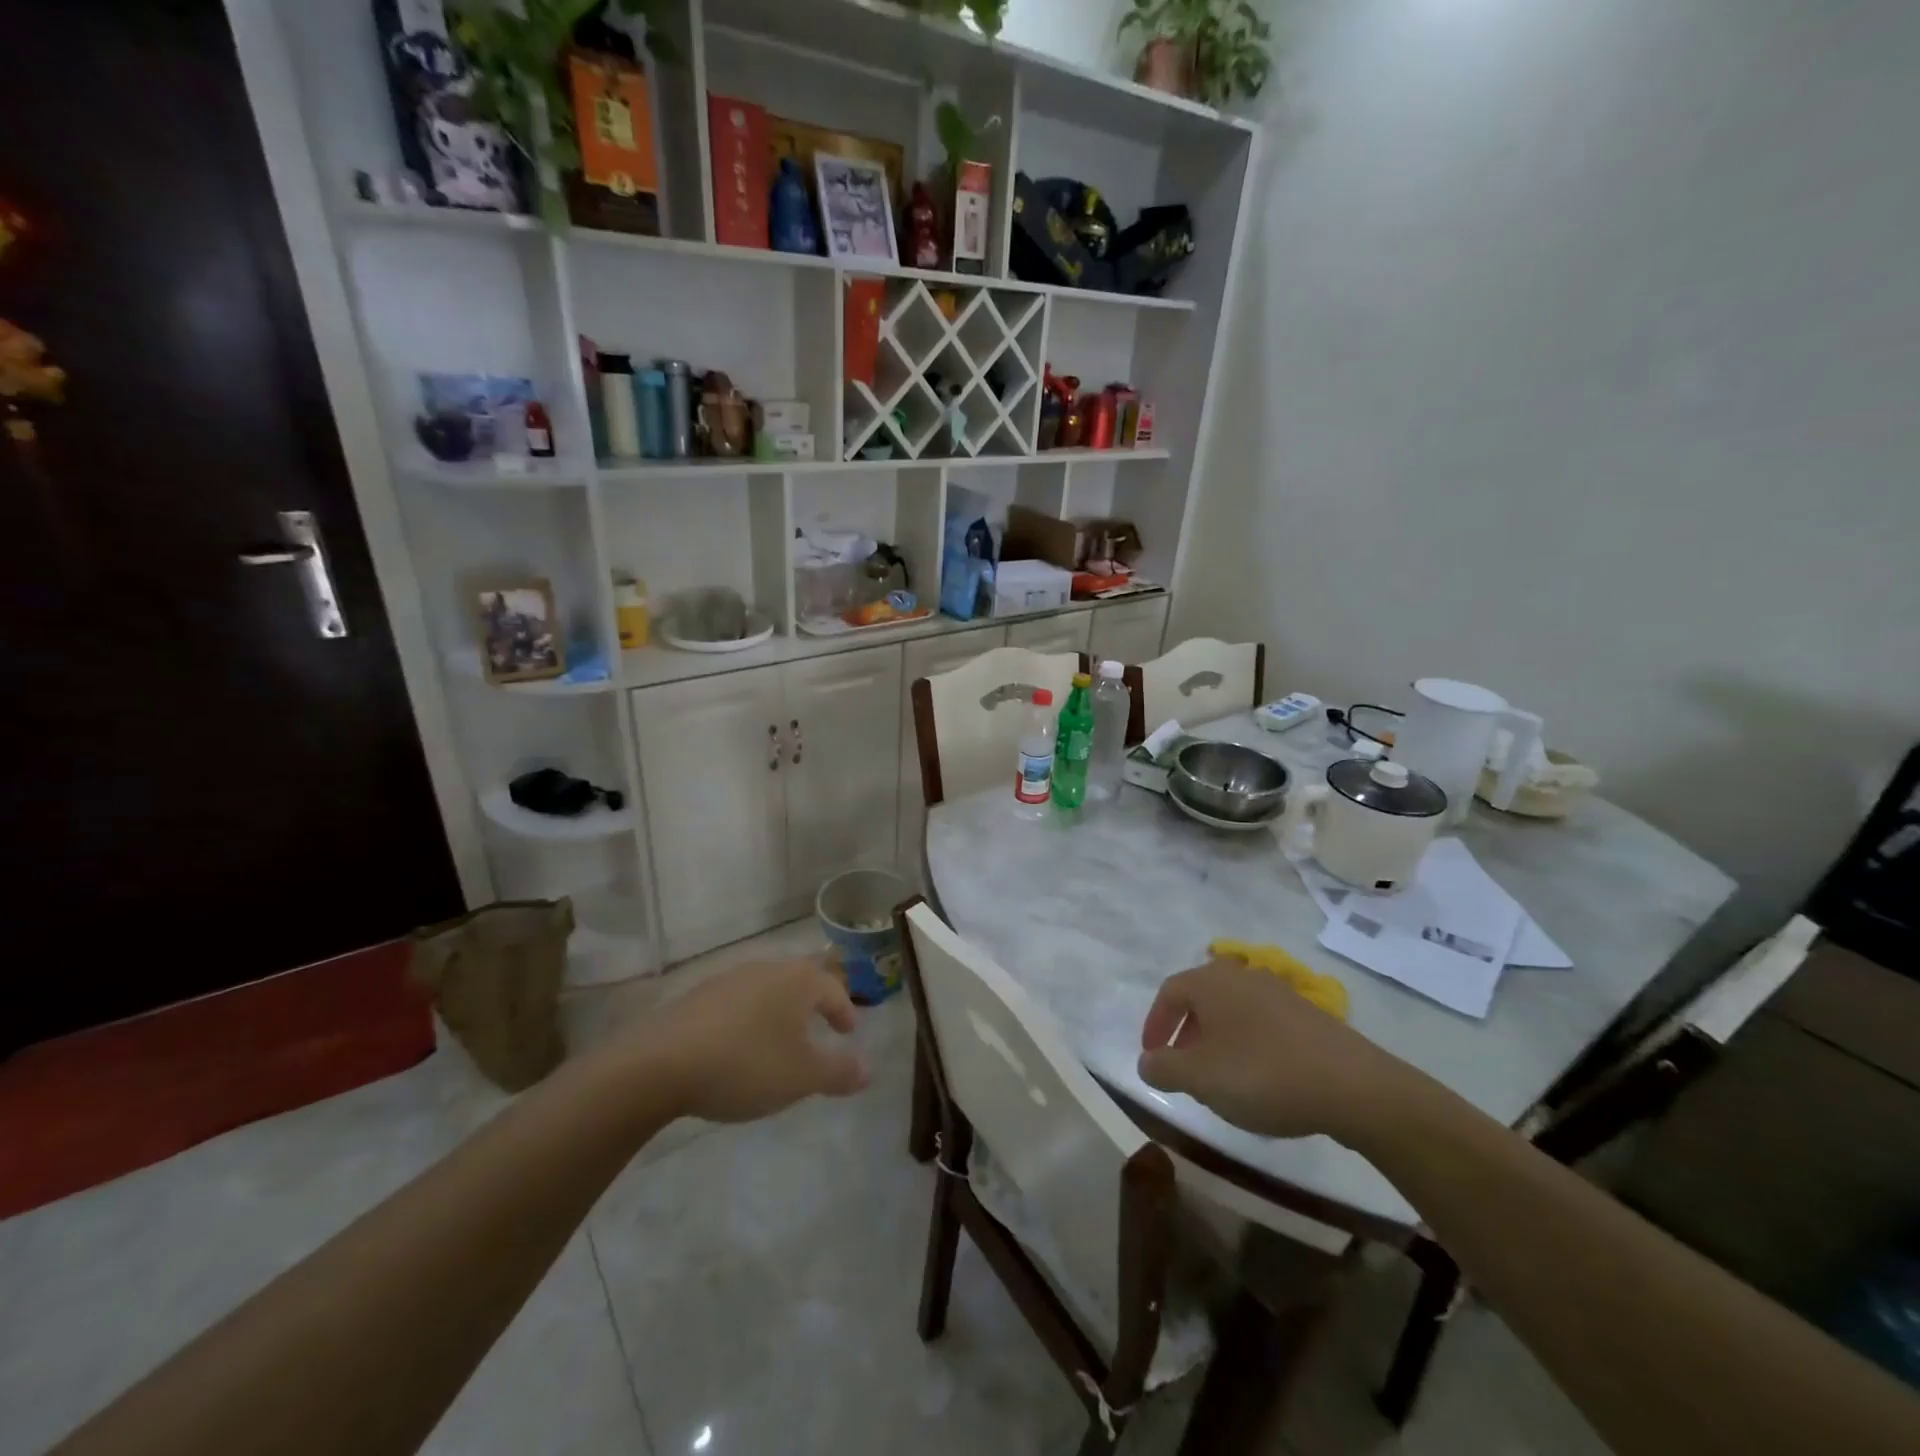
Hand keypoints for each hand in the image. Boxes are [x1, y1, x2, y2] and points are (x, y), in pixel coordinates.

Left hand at [633, 958, 869, 1123]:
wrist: (660, 1063)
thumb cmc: (746, 1064)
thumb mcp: (801, 1077)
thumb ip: (838, 1072)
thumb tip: (868, 1069)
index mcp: (797, 981)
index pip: (832, 988)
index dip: (845, 1010)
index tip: (849, 1031)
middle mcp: (766, 969)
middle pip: (799, 980)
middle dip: (812, 1003)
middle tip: (820, 1027)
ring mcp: (728, 979)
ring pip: (766, 990)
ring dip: (778, 1011)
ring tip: (779, 1040)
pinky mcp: (697, 997)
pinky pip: (736, 1004)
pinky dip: (747, 1020)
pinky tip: (738, 1047)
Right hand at [1138, 956, 1419, 1141]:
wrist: (1353, 1086)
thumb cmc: (1262, 1074)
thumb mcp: (1200, 1078)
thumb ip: (1164, 1068)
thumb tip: (1146, 1061)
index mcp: (1210, 981)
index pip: (1169, 993)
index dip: (1154, 1025)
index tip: (1152, 1057)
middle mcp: (1241, 975)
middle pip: (1201, 999)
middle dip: (1186, 1034)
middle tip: (1183, 1069)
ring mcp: (1278, 991)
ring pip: (1232, 1011)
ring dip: (1217, 1040)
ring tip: (1220, 1078)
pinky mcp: (1307, 1014)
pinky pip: (1261, 1022)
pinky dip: (1247, 1044)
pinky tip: (1259, 1078)